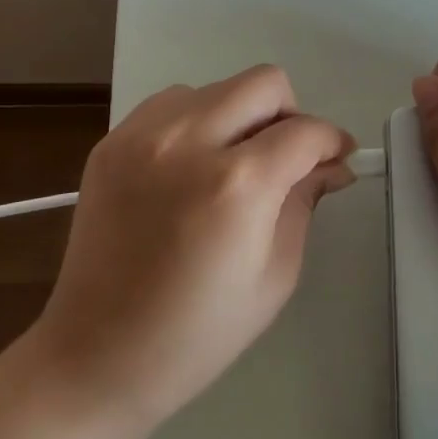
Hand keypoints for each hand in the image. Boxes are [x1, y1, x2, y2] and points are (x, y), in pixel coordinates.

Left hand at [33, 64, 354, 429]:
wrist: (98, 355)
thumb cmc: (199, 332)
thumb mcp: (276, 274)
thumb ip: (305, 202)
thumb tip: (330, 164)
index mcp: (237, 185)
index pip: (305, 132)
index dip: (333, 142)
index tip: (338, 160)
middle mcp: (187, 142)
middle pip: (263, 83)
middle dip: (291, 114)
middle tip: (289, 159)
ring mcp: (141, 137)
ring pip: (216, 88)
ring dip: (239, 116)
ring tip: (234, 165)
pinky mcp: (110, 143)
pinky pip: (170, 104)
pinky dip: (196, 122)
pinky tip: (192, 168)